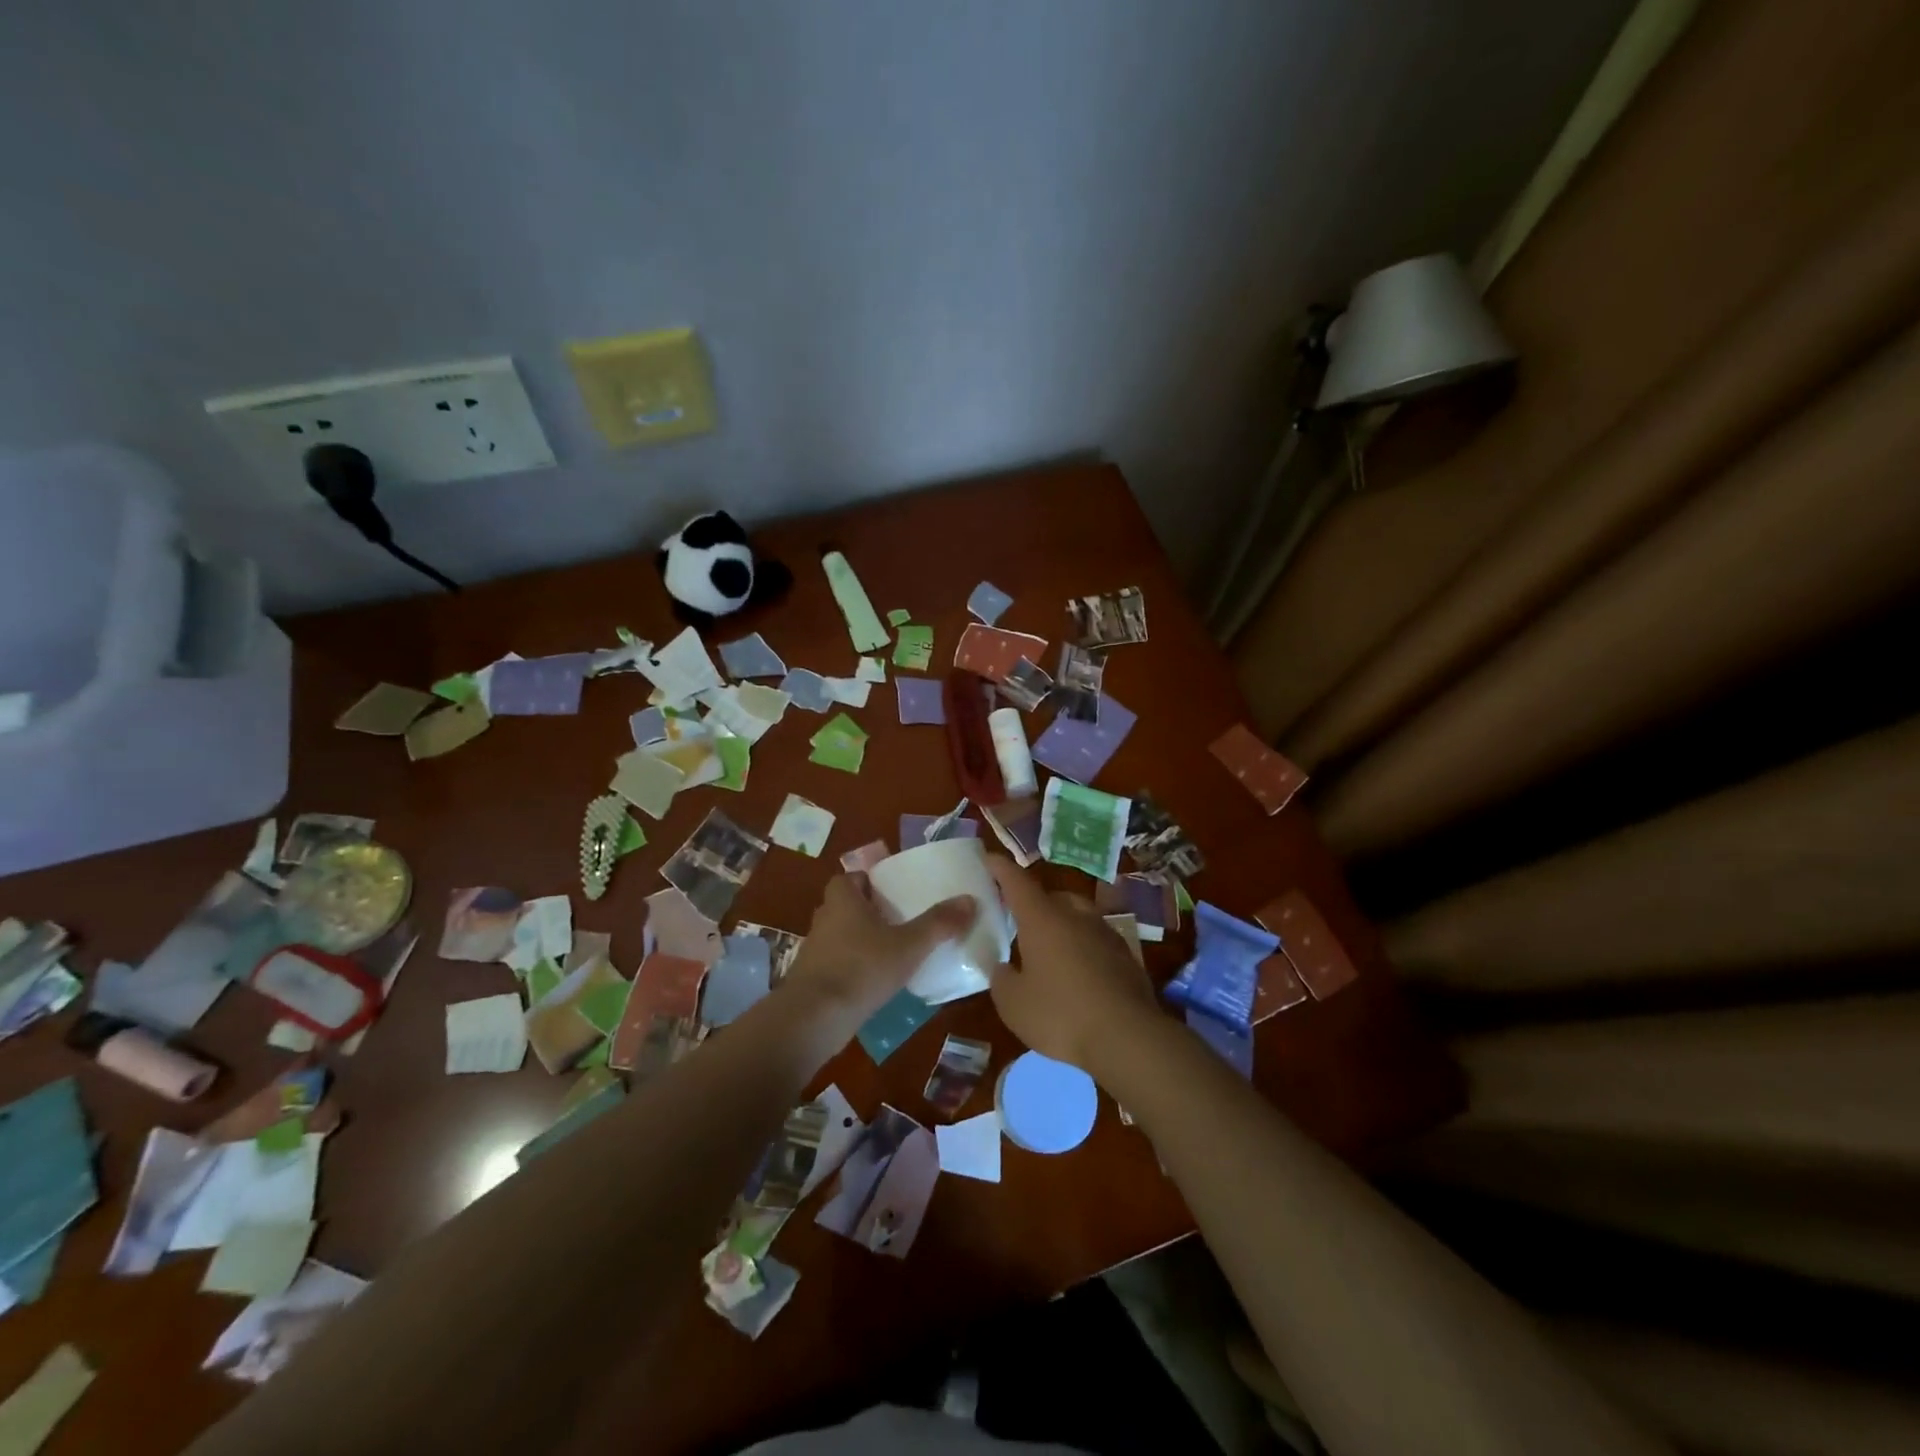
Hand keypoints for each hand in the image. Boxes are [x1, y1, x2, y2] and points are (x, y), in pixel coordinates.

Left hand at [783, 874, 975, 1026]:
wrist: (814, 1018)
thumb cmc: (861, 968)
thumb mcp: (908, 945)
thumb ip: (938, 924)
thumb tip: (970, 900)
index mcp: (843, 900)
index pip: (850, 878)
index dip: (868, 881)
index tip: (892, 892)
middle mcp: (824, 919)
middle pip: (846, 906)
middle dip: (869, 911)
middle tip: (899, 920)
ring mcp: (814, 951)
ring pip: (841, 935)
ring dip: (861, 940)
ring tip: (892, 952)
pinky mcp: (813, 979)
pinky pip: (837, 963)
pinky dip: (853, 967)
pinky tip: (875, 982)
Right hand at [986, 856, 1159, 1080]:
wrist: (1128, 1037)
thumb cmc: (1061, 1014)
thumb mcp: (1013, 1004)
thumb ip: (1002, 979)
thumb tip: (1003, 967)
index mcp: (1042, 919)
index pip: (1017, 881)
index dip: (1000, 868)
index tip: (987, 858)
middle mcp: (1075, 916)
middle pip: (1051, 896)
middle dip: (1033, 903)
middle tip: (1017, 920)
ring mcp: (1105, 933)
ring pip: (1077, 916)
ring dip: (1061, 925)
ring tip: (1048, 950)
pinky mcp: (1126, 956)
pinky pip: (1095, 940)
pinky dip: (1082, 947)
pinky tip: (1077, 974)